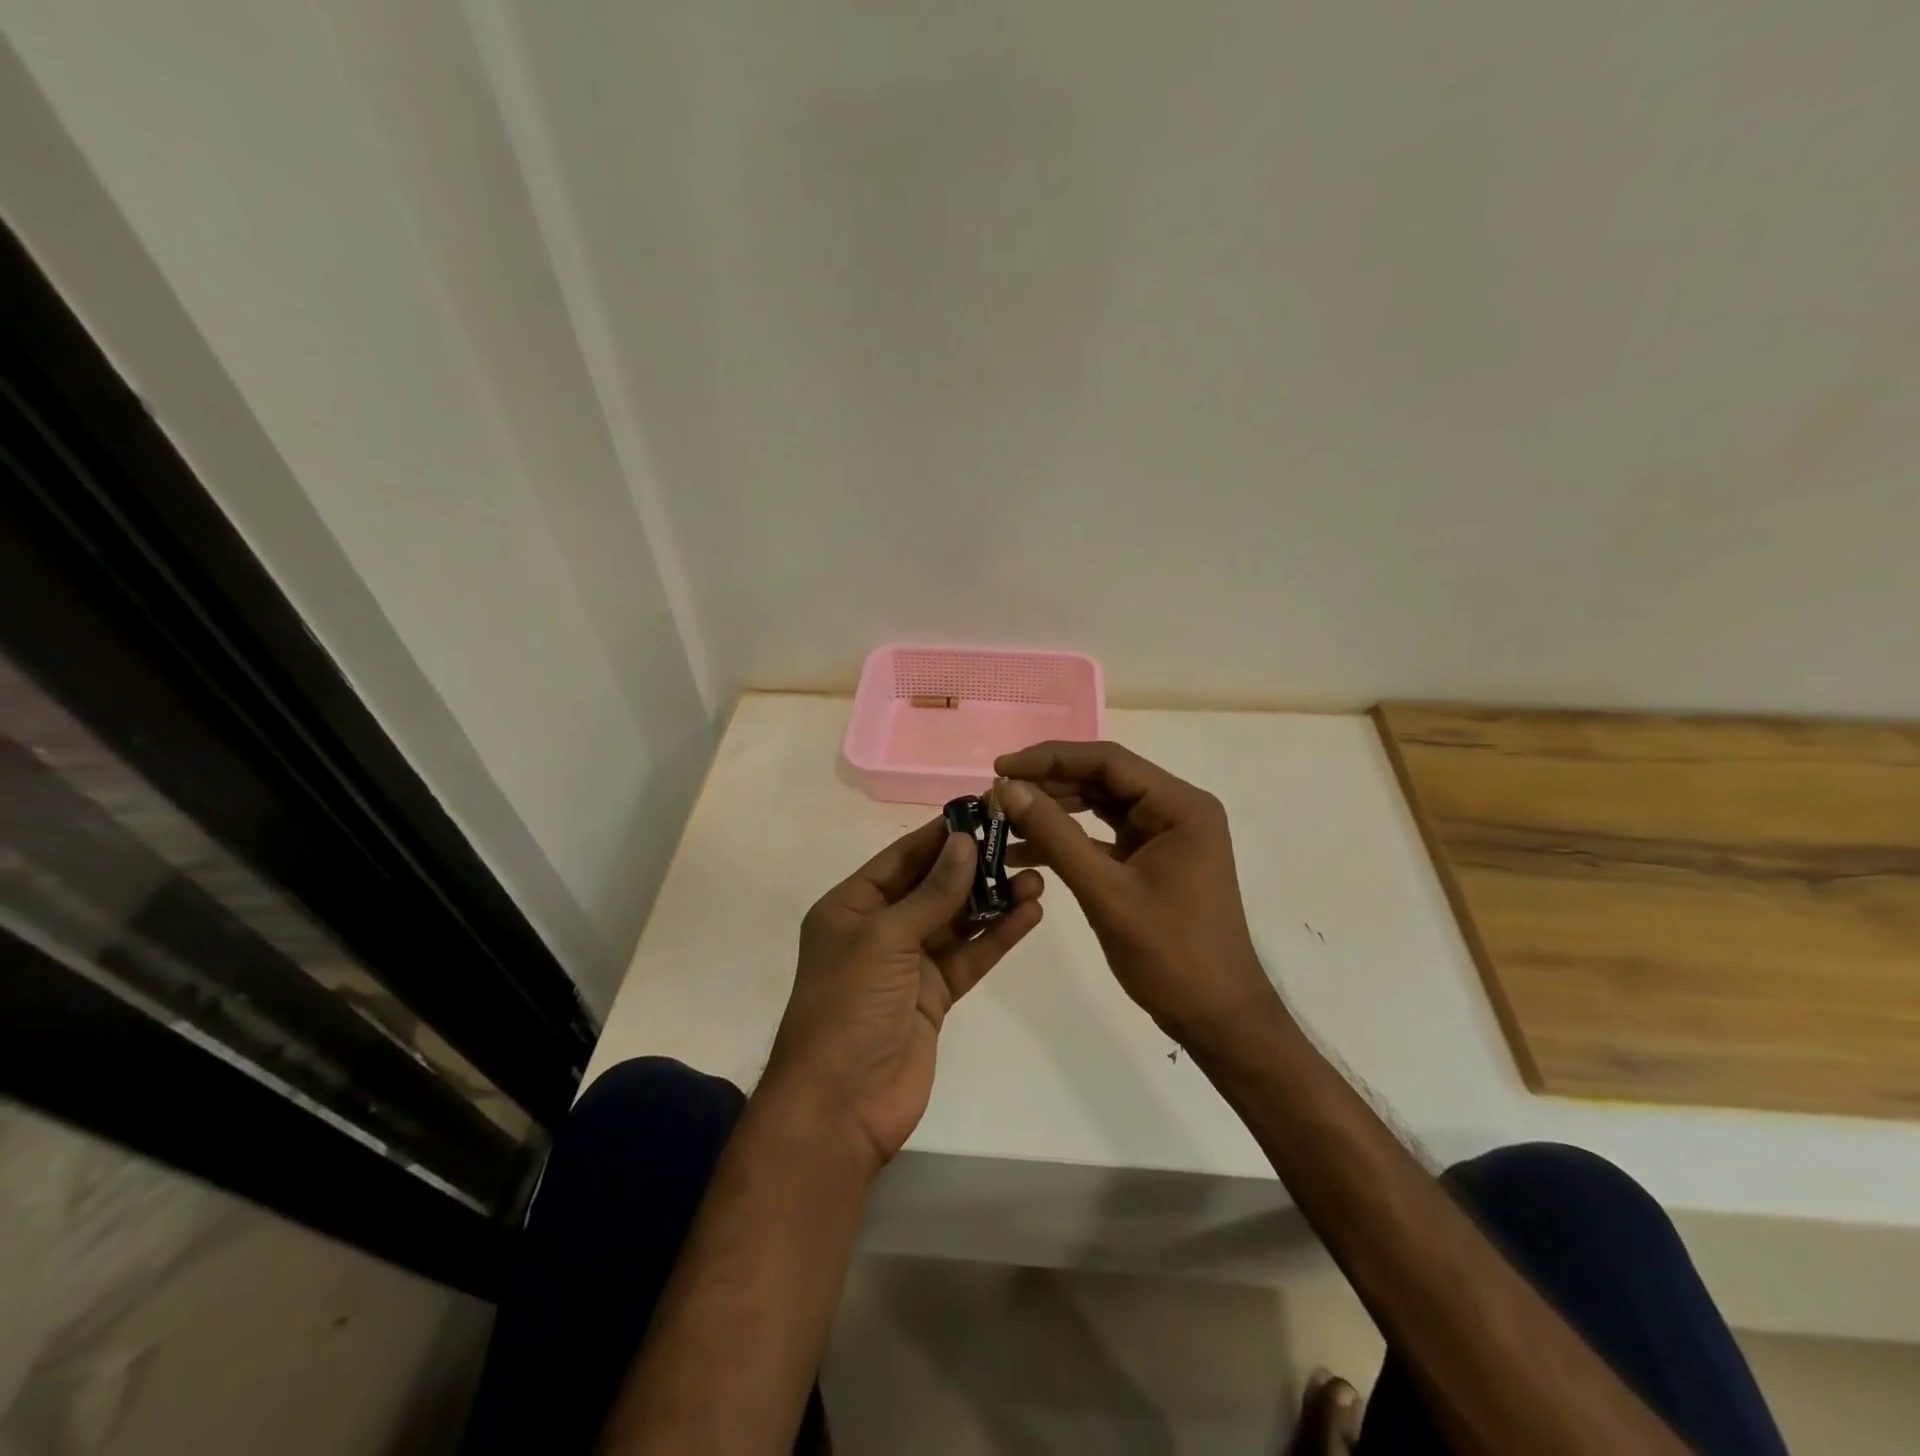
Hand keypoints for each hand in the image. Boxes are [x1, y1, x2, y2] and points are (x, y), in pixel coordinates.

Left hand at [763, 819, 1043, 1165]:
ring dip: (993, 899)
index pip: (902, 858)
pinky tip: (1029, 913)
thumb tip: (965, 841)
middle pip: (933, 886)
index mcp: (851, 907)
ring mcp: (909, 965)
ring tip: (1036, 876)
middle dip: (974, 866)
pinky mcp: (935, 996)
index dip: (941, 834)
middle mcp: (879, 929)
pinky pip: (970, 956)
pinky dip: (997, 936)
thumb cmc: (849, 1006)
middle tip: (1020, 841)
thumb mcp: (885, 938)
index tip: (982, 810)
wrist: (841, 1105)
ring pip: (957, 921)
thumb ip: (932, 892)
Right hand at [994, 741, 1277, 1047]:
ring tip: (1003, 819)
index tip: (1000, 767)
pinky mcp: (1153, 861)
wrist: (1217, 1018)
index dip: (1050, 759)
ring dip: (1054, 812)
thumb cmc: (1170, 955)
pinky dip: (1068, 841)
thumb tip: (1007, 788)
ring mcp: (1165, 836)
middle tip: (996, 795)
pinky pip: (1104, 837)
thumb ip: (1055, 835)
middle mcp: (1176, 810)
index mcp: (1180, 806)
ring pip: (1100, 807)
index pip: (1107, 762)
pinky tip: (1024, 851)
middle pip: (1103, 780)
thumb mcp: (1105, 891)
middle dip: (1048, 785)